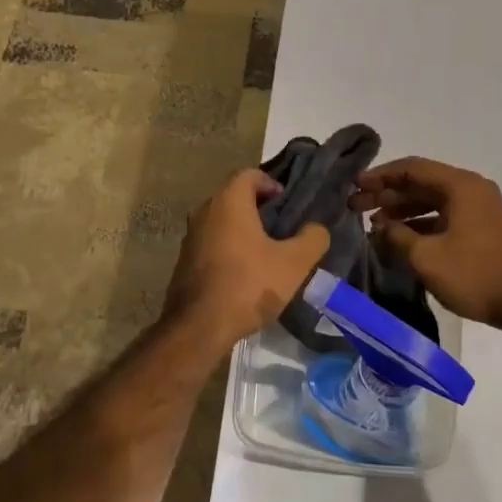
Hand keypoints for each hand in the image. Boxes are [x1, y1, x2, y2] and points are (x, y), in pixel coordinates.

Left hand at [165, 170, 329, 349]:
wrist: (199, 327)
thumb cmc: (249, 285)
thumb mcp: (294, 263)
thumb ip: (312, 239)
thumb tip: (317, 228)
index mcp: (229, 201)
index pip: (250, 174)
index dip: (272, 184)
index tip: (289, 204)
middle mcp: (204, 211)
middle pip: (235, 196)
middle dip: (259, 207)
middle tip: (283, 228)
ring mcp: (190, 236)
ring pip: (222, 221)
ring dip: (244, 229)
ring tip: (268, 252)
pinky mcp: (185, 261)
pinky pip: (212, 242)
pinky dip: (230, 247)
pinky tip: (246, 272)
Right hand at [351, 156, 501, 330]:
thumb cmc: (474, 275)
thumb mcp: (426, 257)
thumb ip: (397, 236)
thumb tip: (381, 227)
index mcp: (461, 186)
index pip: (412, 169)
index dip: (380, 176)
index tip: (354, 186)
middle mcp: (472, 189)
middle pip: (421, 182)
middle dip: (388, 193)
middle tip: (357, 206)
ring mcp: (479, 209)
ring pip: (432, 200)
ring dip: (402, 210)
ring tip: (374, 224)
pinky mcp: (482, 228)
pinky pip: (444, 215)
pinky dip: (420, 223)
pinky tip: (400, 238)